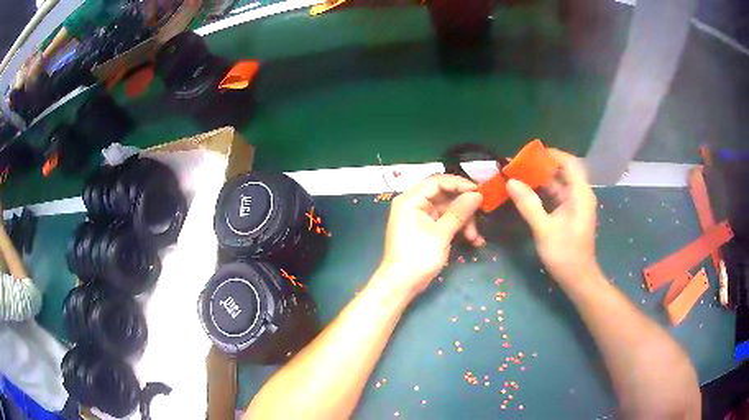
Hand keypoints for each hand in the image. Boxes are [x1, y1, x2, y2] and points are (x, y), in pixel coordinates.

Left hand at [375, 175, 484, 296]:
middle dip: (464, 207)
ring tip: (476, 238)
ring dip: (465, 221)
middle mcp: (415, 204)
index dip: (459, 184)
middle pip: (445, 196)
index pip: (437, 182)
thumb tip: (477, 195)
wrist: (401, 285)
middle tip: (482, 215)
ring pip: (448, 210)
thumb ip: (459, 212)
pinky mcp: (427, 229)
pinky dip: (459, 229)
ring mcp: (421, 217)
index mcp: (411, 200)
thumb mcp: (441, 234)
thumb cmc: (417, 257)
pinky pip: (446, 222)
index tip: (479, 192)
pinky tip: (473, 241)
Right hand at [506, 149, 599, 285]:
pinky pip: (555, 195)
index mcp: (580, 194)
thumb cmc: (565, 255)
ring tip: (518, 175)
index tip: (530, 154)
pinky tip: (526, 191)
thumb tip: (511, 182)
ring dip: (539, 178)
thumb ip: (529, 204)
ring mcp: (574, 204)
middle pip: (562, 170)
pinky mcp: (569, 213)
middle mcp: (579, 194)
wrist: (578, 279)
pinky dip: (542, 191)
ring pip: (558, 183)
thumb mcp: (545, 230)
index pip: (570, 162)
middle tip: (518, 164)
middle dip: (541, 166)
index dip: (552, 154)